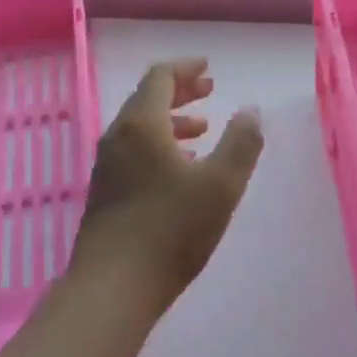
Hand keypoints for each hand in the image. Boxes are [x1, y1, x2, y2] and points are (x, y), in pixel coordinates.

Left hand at [72, 58, 263, 311]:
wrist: (111, 287)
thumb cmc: (170, 230)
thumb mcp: (221, 185)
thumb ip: (241, 143)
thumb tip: (251, 110)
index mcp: (142, 125)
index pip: (159, 77)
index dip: (186, 68)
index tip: (208, 68)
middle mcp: (118, 137)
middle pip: (146, 99)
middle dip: (180, 91)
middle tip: (209, 90)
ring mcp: (107, 166)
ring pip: (140, 128)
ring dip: (171, 121)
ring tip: (202, 130)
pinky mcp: (106, 192)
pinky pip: (134, 151)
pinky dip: (160, 145)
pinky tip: (181, 170)